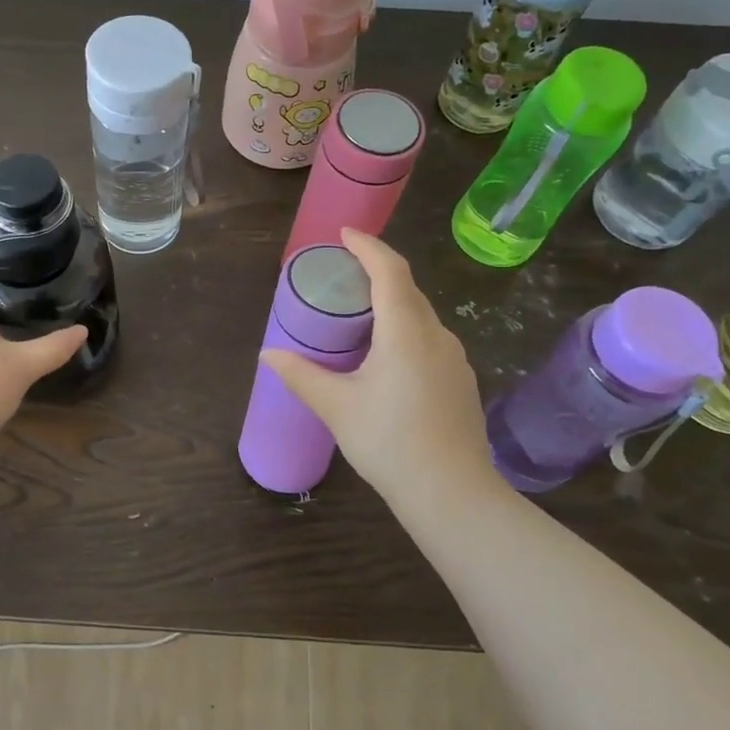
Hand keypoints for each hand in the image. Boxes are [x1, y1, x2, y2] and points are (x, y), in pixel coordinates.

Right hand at [261, 229, 498, 502]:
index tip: (345, 234)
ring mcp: (454, 359)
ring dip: (392, 303)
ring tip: (359, 313)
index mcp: (405, 331)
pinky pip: (429, 339)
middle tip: (343, 273)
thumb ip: (301, 376)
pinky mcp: (460, 382)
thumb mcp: (337, 407)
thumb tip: (268, 355)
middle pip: (407, 289)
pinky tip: (386, 356)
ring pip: (420, 316)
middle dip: (377, 272)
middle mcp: (436, 336)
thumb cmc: (390, 443)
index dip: (368, 247)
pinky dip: (404, 330)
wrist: (453, 495)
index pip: (389, 271)